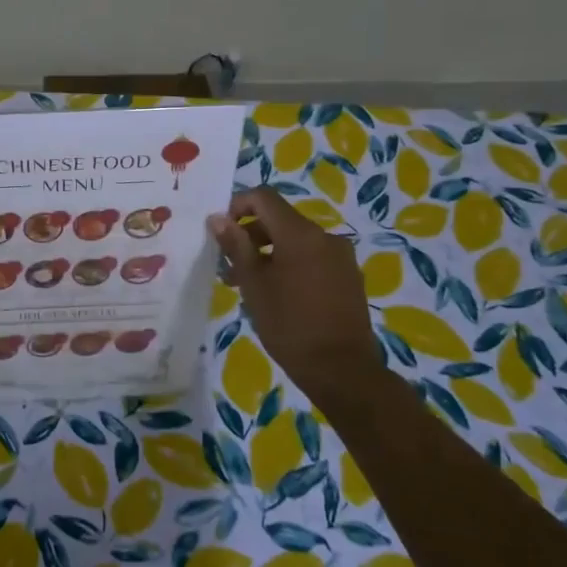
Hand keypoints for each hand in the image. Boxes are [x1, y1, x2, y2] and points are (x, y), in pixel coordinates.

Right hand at [208, 187, 379, 384]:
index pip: (264, 197)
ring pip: (295, 241)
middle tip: (229, 268)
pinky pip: (312, 258)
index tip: (220, 233)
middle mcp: (325, 236)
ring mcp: (341, 257)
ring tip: (249, 286)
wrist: (342, 369)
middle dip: (250, 236)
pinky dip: (290, 265)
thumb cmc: (289, 325)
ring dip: (268, 253)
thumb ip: (236, 246)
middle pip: (279, 219)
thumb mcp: (254, 285)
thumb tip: (218, 218)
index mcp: (300, 234)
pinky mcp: (348, 277)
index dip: (237, 205)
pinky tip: (279, 295)